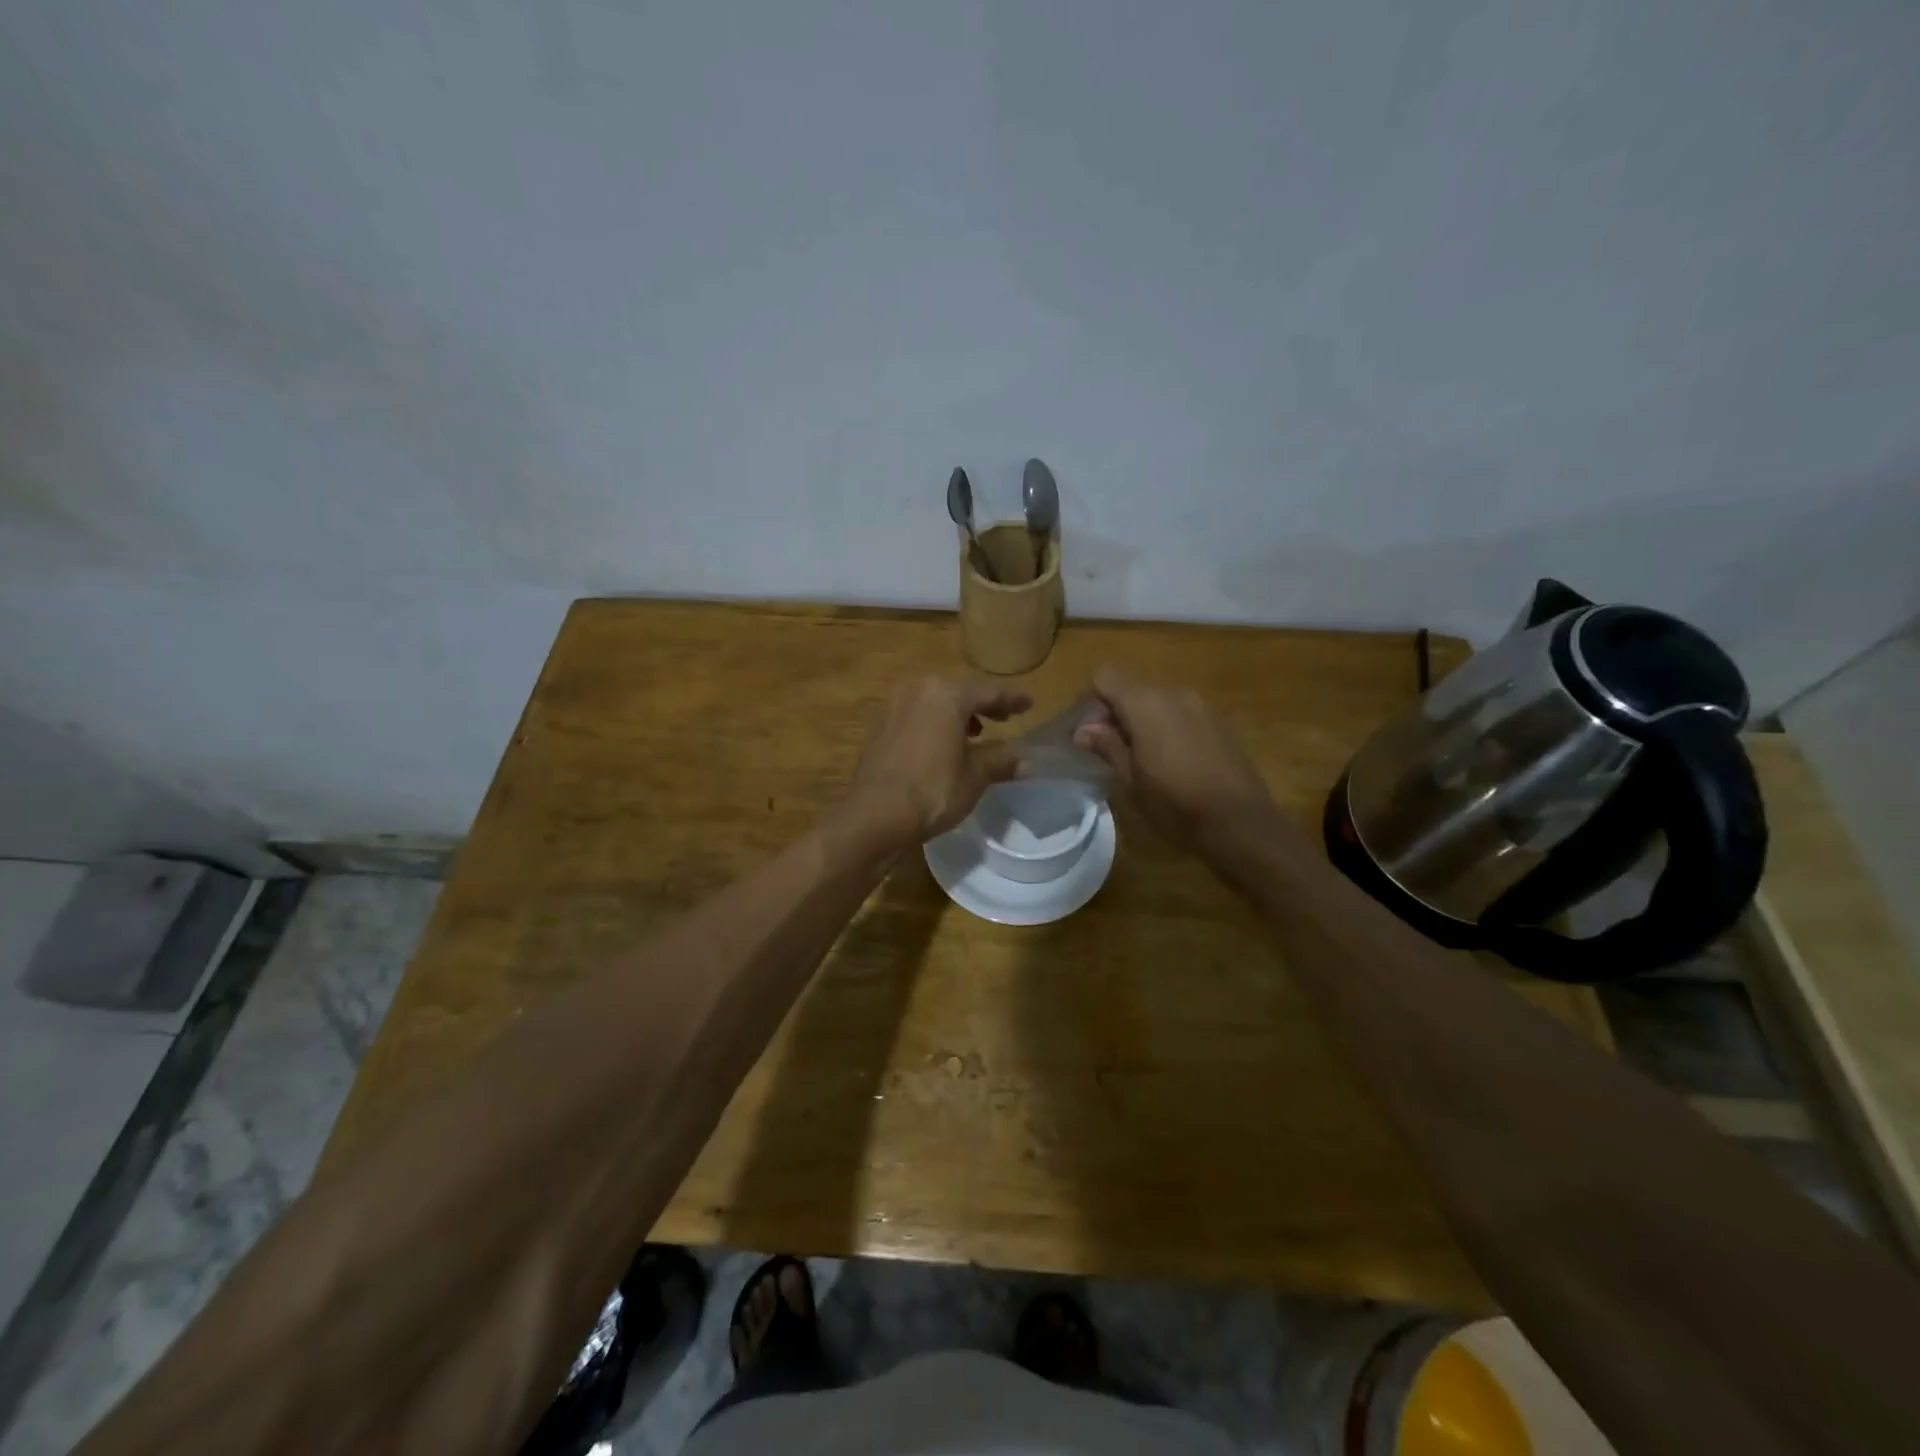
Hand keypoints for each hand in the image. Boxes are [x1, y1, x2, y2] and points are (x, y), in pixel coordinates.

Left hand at [846, 676, 1033, 845]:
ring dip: (955, 715)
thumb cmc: (933, 789)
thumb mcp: (974, 776)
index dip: (1011, 699)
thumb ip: (1000, 762)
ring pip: (933, 703)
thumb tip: (1027, 763)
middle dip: (981, 706)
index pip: (987, 693)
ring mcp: (893, 706)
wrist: (876, 814)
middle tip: (1003, 718)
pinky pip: (914, 717)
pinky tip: (940, 745)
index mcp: (946, 694)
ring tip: (973, 734)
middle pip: (958, 693)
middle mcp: (917, 690)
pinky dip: (932, 725)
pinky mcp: (878, 727)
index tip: (1029, 703)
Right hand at [1073, 667, 1278, 848]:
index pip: (1105, 677)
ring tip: (1141, 757)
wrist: (1239, 822)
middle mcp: (1173, 693)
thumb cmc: (1175, 803)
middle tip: (1109, 748)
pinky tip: (1171, 760)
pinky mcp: (1219, 722)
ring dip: (1142, 719)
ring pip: (1158, 700)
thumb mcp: (1130, 779)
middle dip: (1115, 712)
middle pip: (1132, 687)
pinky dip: (1167, 727)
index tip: (1087, 732)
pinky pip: (1181, 713)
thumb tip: (1083, 729)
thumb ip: (1106, 745)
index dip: (1091, 700)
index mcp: (1145, 703)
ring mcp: (1201, 705)